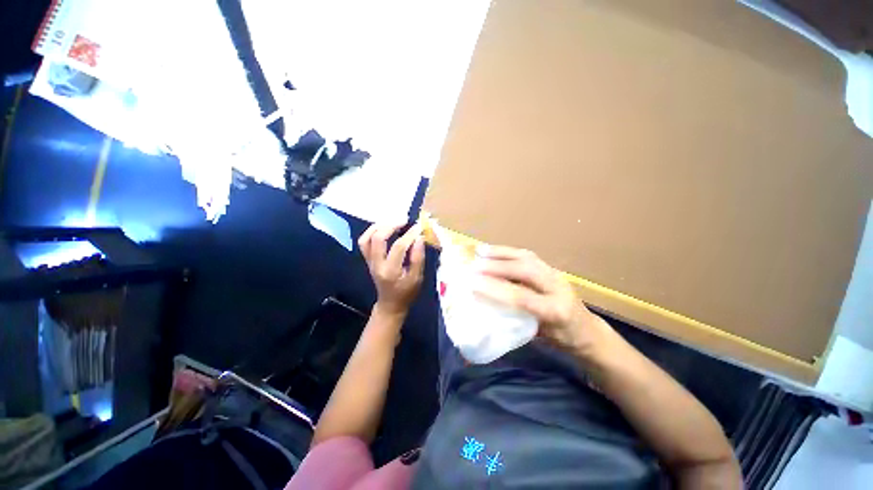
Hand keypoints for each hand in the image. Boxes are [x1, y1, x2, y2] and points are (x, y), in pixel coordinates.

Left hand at [358, 222, 425, 316]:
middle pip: (377, 239)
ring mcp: (369, 262)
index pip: (398, 247)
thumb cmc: (407, 293)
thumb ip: (418, 258)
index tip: (419, 226)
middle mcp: (377, 265)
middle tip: (404, 221)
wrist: (391, 304)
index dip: (409, 234)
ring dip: (379, 226)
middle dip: (391, 225)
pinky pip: (364, 242)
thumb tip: (419, 237)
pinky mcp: (368, 259)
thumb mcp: (417, 278)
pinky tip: (384, 228)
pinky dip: (372, 232)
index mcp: (391, 271)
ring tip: (393, 222)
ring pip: (366, 238)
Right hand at [472, 246, 607, 353]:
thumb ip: (514, 320)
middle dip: (497, 266)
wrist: (589, 331)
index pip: (522, 297)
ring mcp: (555, 273)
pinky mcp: (550, 267)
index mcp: (556, 311)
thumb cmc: (562, 339)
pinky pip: (527, 256)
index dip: (496, 289)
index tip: (473, 284)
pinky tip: (495, 251)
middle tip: (474, 265)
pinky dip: (508, 252)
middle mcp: (557, 287)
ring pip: (526, 257)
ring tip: (481, 251)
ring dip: (501, 253)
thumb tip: (485, 308)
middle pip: (525, 270)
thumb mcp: (538, 337)